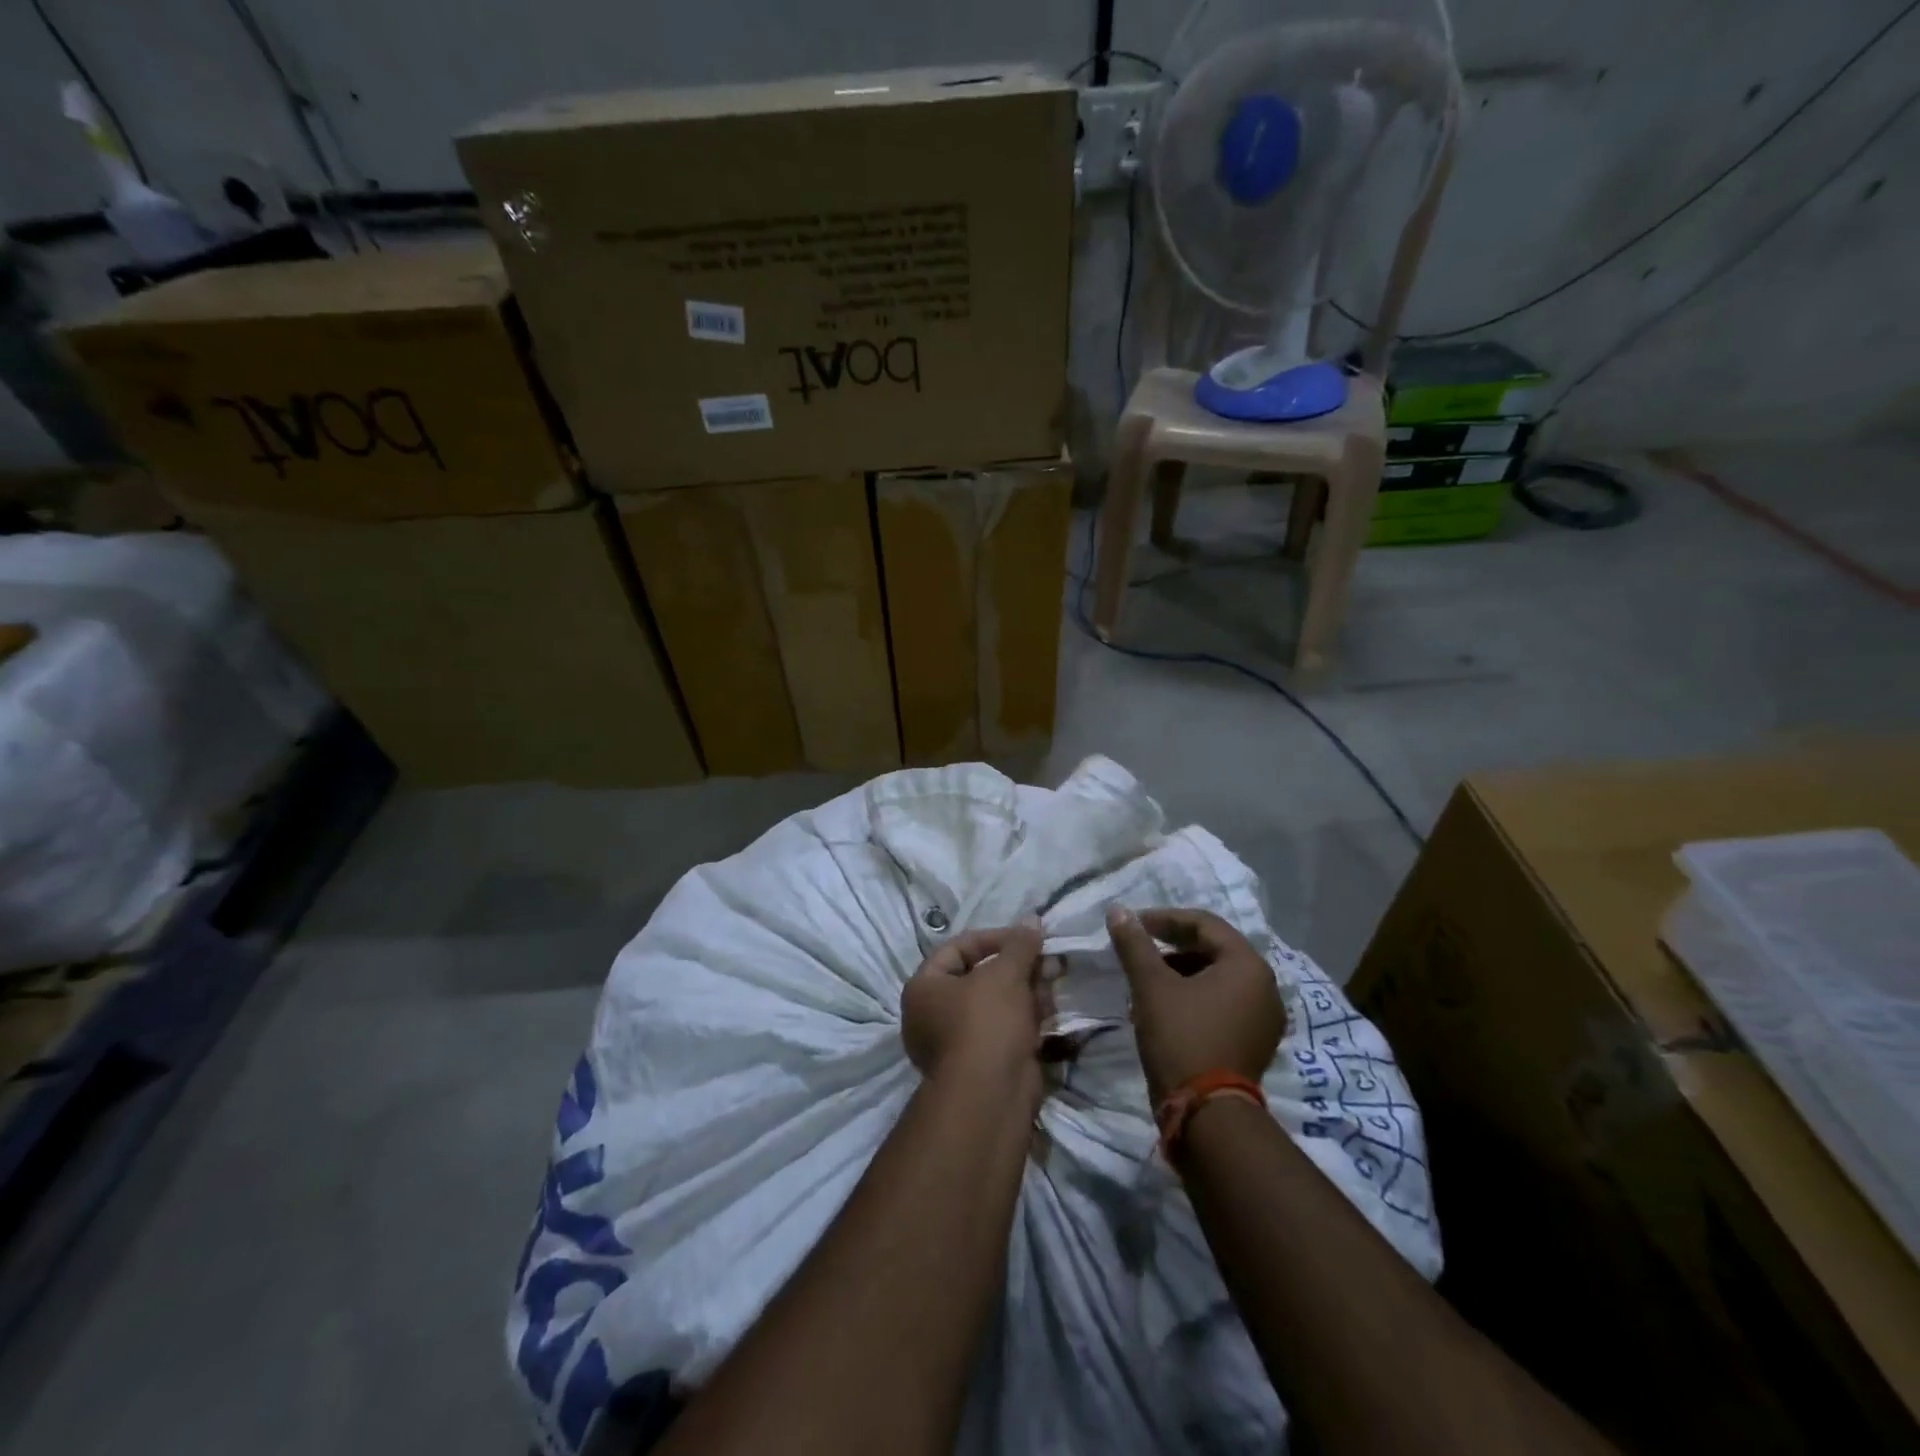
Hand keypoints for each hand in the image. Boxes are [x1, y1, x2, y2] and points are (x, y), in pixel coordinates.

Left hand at [901, 922, 1048, 1091]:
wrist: (990, 1098)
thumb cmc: (986, 1023)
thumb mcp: (1005, 974)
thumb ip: (1019, 945)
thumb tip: (1032, 920)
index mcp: (924, 988)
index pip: (958, 948)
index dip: (994, 938)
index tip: (1026, 938)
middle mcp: (933, 1014)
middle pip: (980, 976)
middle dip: (1017, 967)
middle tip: (1048, 961)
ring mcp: (958, 1042)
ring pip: (996, 1005)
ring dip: (1026, 992)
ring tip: (1054, 984)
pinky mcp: (983, 1063)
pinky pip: (1004, 1030)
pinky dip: (1026, 1019)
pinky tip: (1051, 1012)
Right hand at [1106, 905, 1284, 1103]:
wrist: (1207, 1114)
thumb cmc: (1182, 1037)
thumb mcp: (1151, 986)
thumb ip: (1135, 944)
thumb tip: (1117, 910)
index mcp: (1248, 965)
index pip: (1205, 924)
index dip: (1165, 919)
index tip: (1134, 925)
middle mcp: (1265, 987)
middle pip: (1214, 950)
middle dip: (1172, 947)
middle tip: (1139, 952)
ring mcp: (1263, 1018)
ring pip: (1217, 979)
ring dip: (1180, 973)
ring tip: (1146, 982)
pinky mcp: (1254, 1043)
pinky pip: (1223, 1004)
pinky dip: (1194, 997)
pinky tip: (1164, 1008)